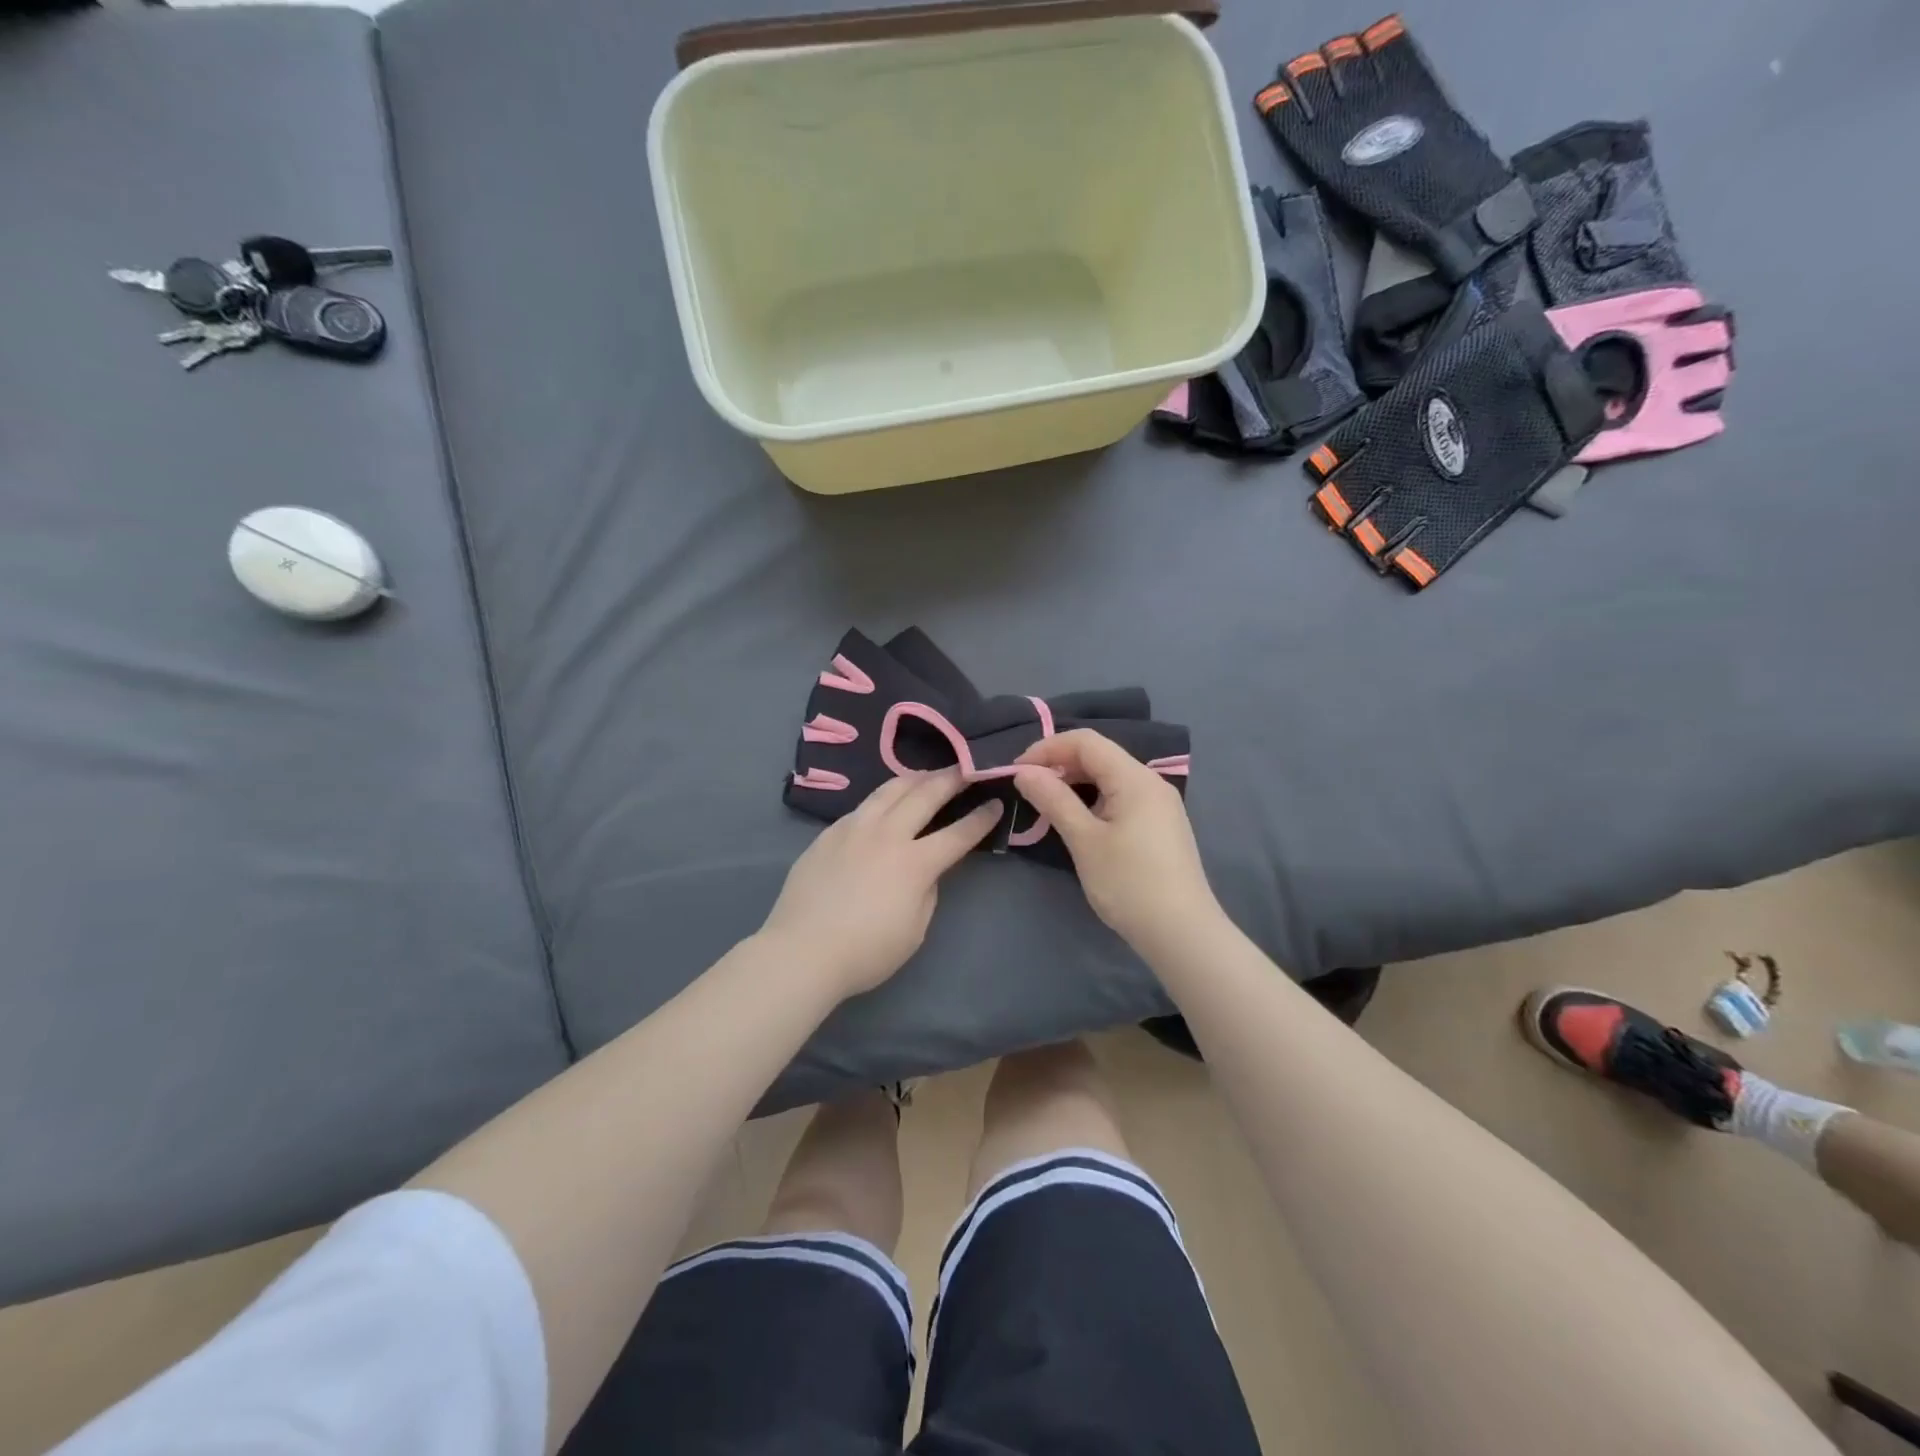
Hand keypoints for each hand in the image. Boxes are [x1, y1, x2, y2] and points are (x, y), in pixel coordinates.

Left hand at [761, 769, 1001, 997]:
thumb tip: (924, 870)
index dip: (981, 818)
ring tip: (927, 776)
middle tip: (965, 768)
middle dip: (951, 779)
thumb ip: (926, 891)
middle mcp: (887, 834)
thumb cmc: (866, 952)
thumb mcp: (914, 930)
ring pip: (890, 789)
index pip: (958, 833)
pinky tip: (883, 804)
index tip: (995, 802)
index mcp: (915, 862)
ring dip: (915, 778)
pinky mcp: (829, 833)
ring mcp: (854, 829)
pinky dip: (882, 799)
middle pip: (925, 794)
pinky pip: (862, 806)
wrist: (802, 951)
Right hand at [1013, 730, 1220, 951]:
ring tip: (1046, 802)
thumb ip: (1054, 800)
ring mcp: (1159, 804)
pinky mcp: (1160, 825)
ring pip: (1110, 776)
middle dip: (1060, 763)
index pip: (1086, 741)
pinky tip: (1077, 819)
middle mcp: (1151, 782)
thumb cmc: (1129, 884)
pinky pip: (1121, 796)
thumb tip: (1024, 771)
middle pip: (1100, 755)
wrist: (1182, 934)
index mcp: (1135, 779)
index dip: (1048, 748)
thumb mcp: (1084, 840)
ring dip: (1075, 781)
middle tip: (1027, 787)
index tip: (1017, 770)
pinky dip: (1093, 798)